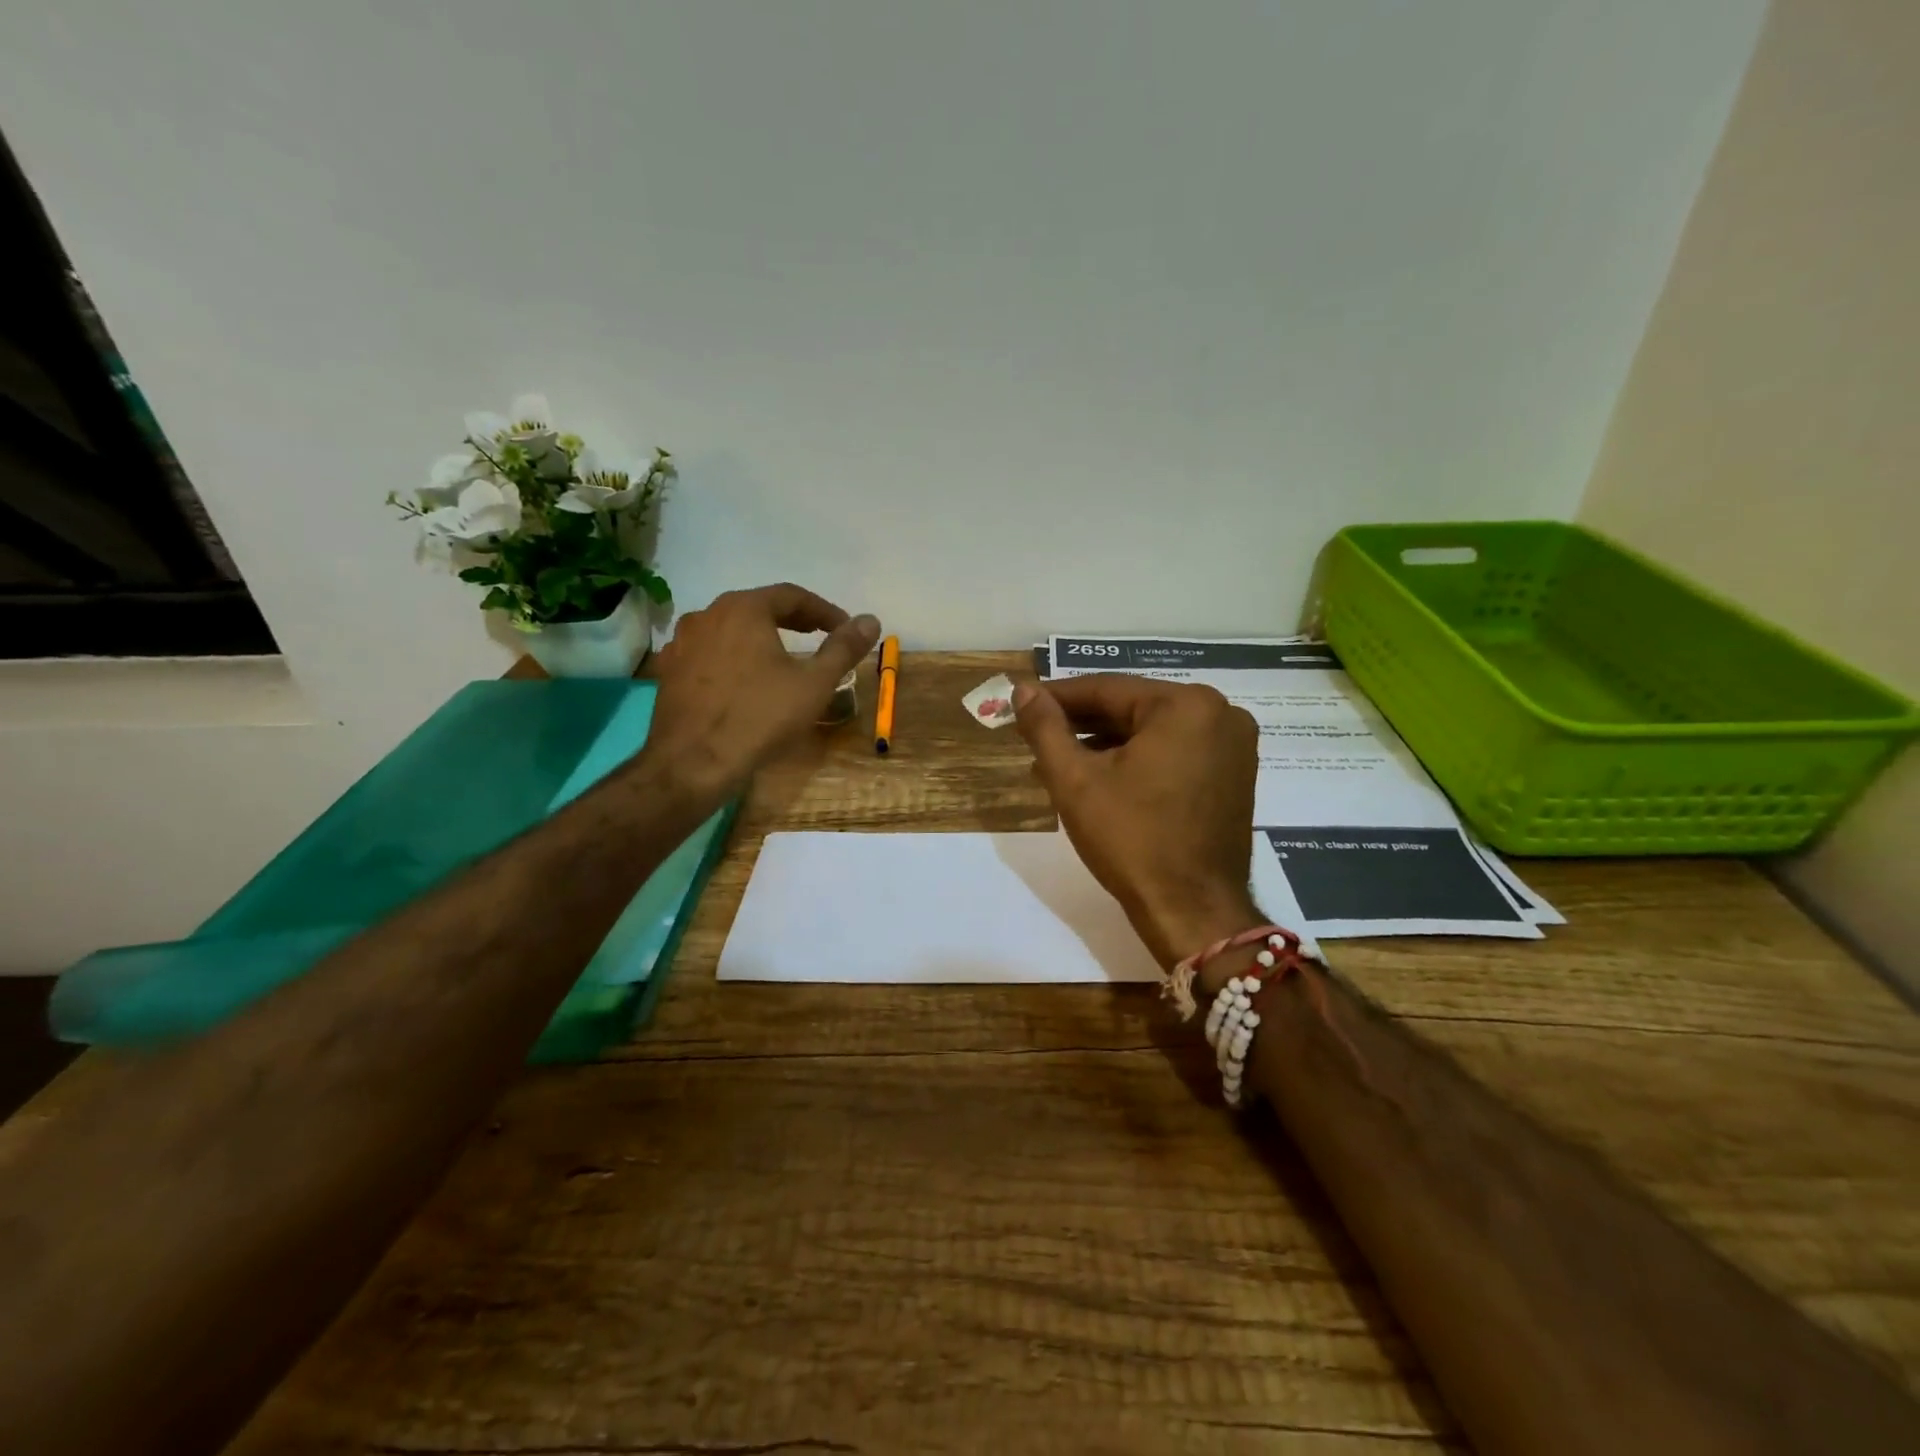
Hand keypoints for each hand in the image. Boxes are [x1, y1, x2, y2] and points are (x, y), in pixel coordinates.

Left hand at [646, 583, 879, 797]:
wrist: (694, 762)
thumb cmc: (760, 717)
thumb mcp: (814, 684)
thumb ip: (843, 648)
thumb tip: (870, 620)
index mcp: (743, 608)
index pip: (791, 595)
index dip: (823, 610)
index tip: (843, 628)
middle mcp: (707, 614)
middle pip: (757, 607)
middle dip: (791, 620)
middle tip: (817, 636)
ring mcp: (682, 643)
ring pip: (729, 629)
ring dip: (759, 637)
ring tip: (780, 657)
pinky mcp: (668, 671)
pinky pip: (708, 653)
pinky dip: (732, 657)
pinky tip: (743, 680)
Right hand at [1014, 675, 1260, 968]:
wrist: (1192, 911)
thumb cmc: (1132, 841)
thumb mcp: (1076, 781)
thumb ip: (1045, 728)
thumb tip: (1021, 689)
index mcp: (1186, 705)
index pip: (1106, 689)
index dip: (1056, 698)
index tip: (1021, 704)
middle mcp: (1219, 713)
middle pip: (1132, 708)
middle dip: (1081, 725)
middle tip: (1035, 736)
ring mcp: (1233, 745)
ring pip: (1152, 731)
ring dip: (1106, 744)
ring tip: (1057, 762)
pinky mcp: (1234, 774)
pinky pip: (1175, 751)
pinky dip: (1138, 759)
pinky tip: (1100, 776)